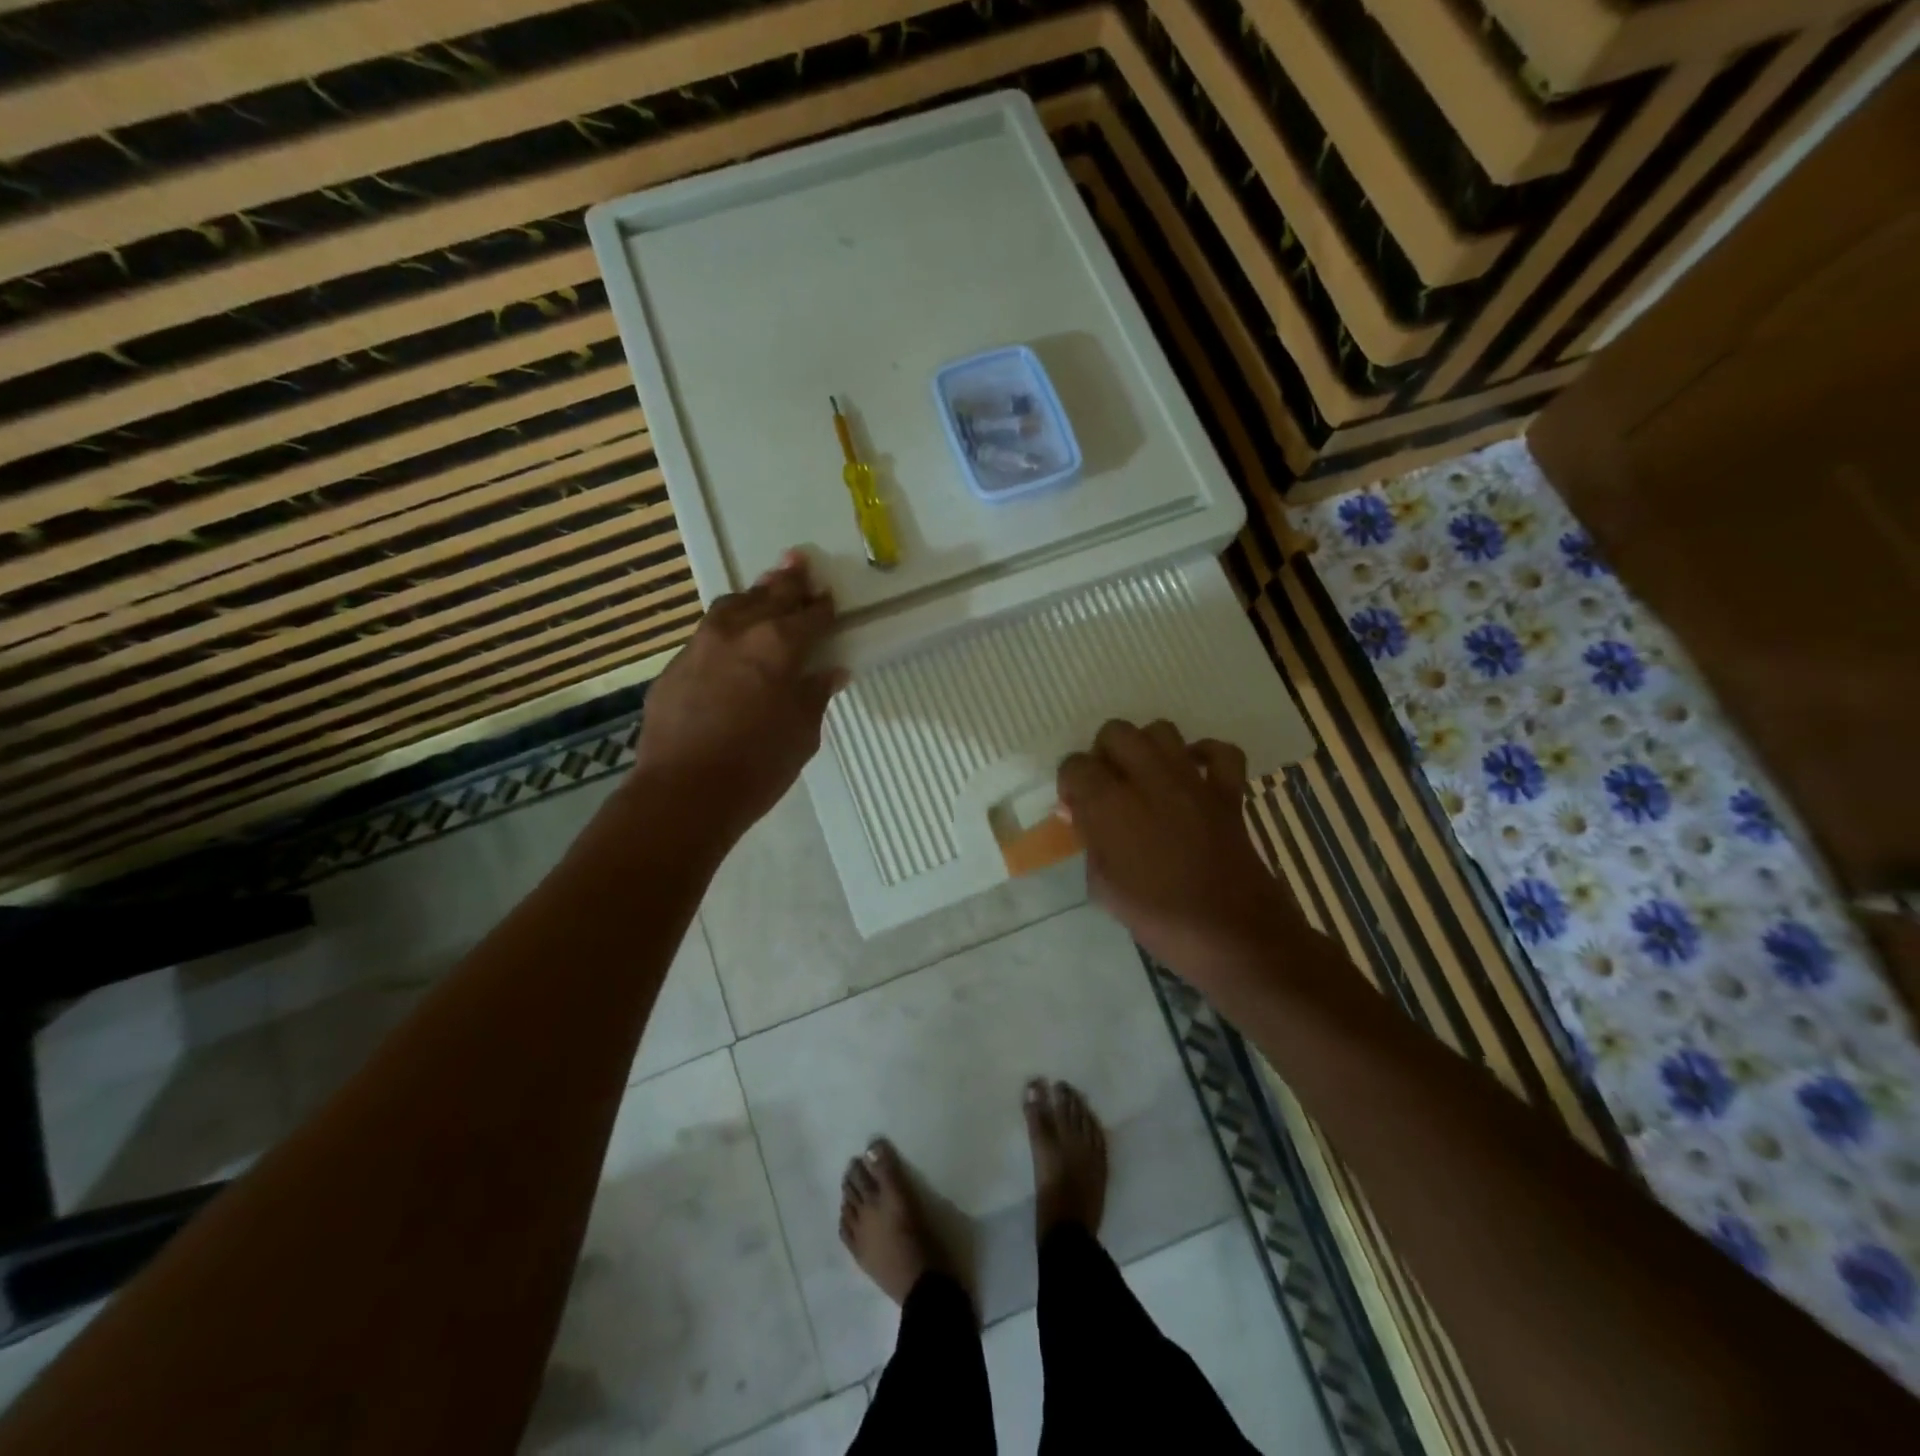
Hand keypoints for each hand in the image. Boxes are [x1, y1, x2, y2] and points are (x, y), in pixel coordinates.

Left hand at [632, 550, 845, 846]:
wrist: (684, 792)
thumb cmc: (758, 766)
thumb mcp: (802, 733)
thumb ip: (815, 695)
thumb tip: (831, 672)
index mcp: (778, 645)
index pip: (809, 617)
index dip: (822, 608)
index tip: (829, 598)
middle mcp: (739, 632)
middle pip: (769, 597)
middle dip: (788, 581)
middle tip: (799, 562)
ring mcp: (700, 645)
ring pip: (731, 606)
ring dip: (753, 595)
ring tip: (765, 587)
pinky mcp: (675, 666)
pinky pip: (707, 633)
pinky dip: (726, 626)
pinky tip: (731, 635)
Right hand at [1058, 720, 1301, 991]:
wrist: (1231, 935)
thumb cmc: (1158, 918)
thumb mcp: (1104, 886)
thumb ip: (1089, 841)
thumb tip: (1080, 813)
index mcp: (1110, 804)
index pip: (1074, 765)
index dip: (1070, 782)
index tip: (1076, 806)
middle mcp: (1148, 779)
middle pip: (1116, 732)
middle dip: (1104, 753)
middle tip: (1107, 786)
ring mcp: (1192, 781)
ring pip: (1161, 730)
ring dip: (1146, 747)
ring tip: (1143, 777)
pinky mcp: (1227, 792)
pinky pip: (1220, 752)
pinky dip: (1205, 755)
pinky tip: (1192, 774)